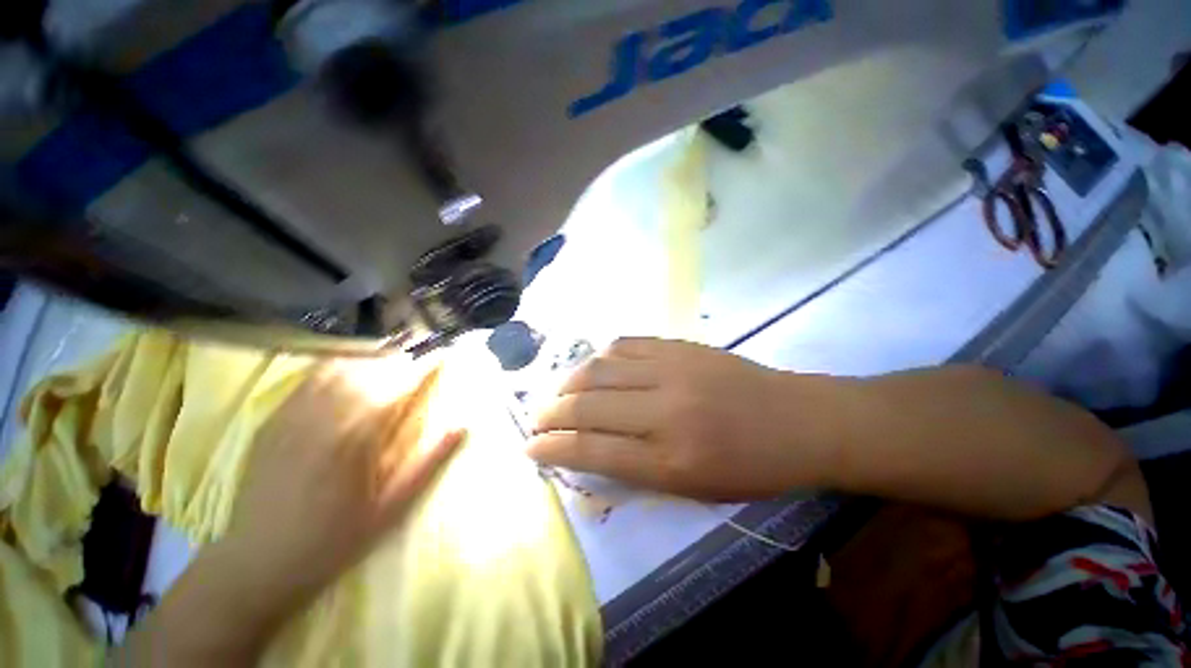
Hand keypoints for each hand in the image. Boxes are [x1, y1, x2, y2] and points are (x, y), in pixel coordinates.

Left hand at [224, 360, 463, 605]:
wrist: (258, 564)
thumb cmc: (335, 541)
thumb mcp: (392, 509)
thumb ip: (429, 463)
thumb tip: (461, 426)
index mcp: (358, 439)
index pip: (398, 385)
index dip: (423, 365)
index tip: (444, 353)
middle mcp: (324, 418)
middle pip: (370, 369)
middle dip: (403, 355)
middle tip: (426, 348)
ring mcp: (293, 416)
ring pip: (340, 368)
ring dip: (373, 355)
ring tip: (396, 351)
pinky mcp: (274, 420)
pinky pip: (309, 378)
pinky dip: (339, 363)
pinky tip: (353, 364)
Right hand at [528, 338, 839, 500]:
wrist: (800, 421)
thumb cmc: (752, 468)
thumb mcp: (694, 490)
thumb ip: (637, 470)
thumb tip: (589, 451)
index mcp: (670, 461)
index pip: (590, 451)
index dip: (552, 449)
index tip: (530, 448)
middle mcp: (664, 411)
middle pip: (586, 406)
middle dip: (550, 414)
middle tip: (537, 419)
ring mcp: (672, 371)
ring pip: (599, 368)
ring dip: (568, 382)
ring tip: (559, 392)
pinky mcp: (680, 346)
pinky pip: (625, 344)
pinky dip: (601, 356)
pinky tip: (595, 367)